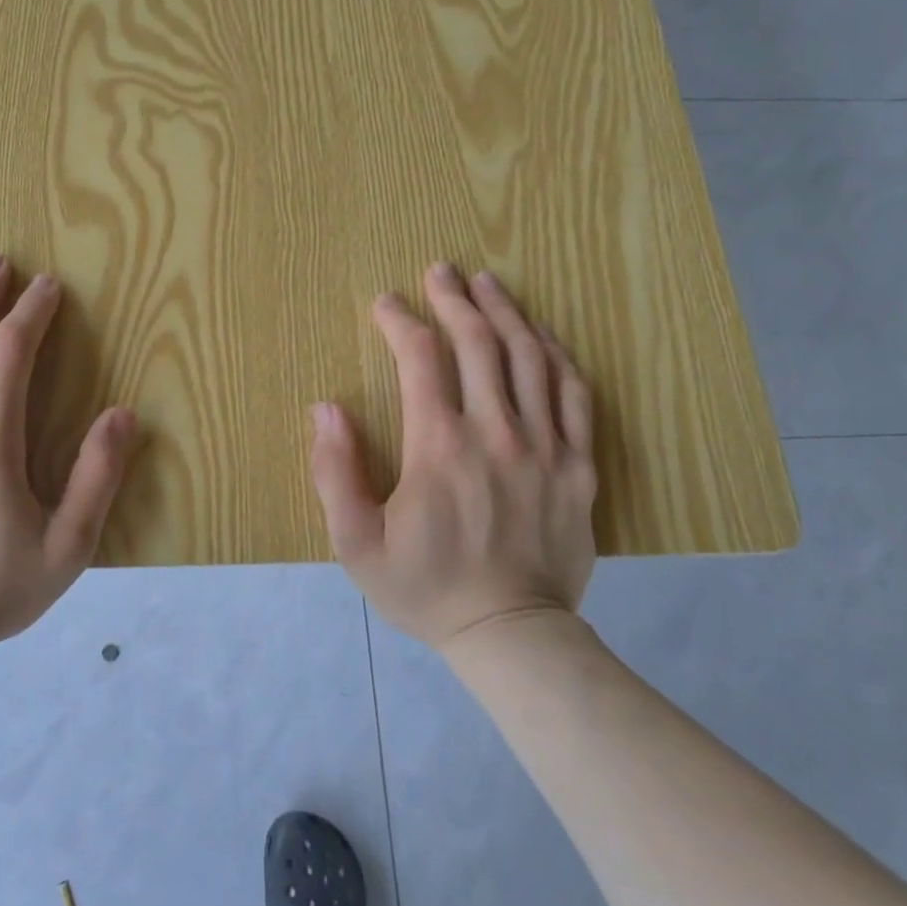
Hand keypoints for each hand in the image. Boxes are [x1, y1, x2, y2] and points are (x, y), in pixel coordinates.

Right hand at [310, 264, 598, 651]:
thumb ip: (335, 471)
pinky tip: (541, 336)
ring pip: (530, 358)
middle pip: (478, 343)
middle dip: (455, 299)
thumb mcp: (356, 543)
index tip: (385, 303)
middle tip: (441, 270)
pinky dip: (556, 356)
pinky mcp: (579, 466)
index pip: (420, 359)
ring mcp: (546, 447)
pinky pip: (574, 395)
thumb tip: (326, 407)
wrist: (511, 635)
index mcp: (440, 447)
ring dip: (506, 313)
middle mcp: (496, 433)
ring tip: (488, 283)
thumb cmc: (425, 588)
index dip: (401, 321)